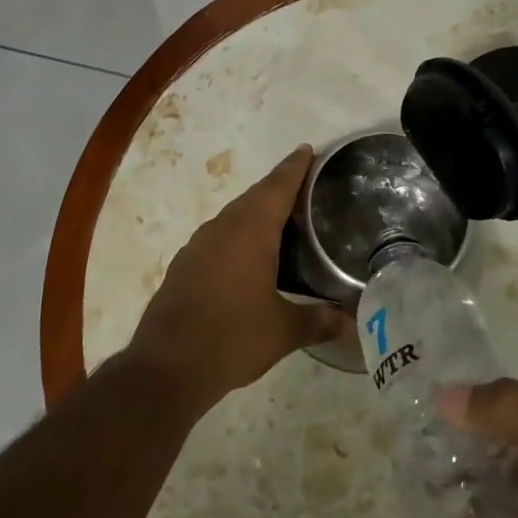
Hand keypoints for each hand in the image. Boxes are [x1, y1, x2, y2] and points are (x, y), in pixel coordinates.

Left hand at [127, 146, 352, 411]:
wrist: (166, 366)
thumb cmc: (231, 339)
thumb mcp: (283, 331)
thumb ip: (319, 321)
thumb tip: (351, 322)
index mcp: (250, 231)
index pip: (277, 186)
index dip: (295, 167)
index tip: (308, 150)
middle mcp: (222, 228)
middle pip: (255, 197)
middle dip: (279, 188)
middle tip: (307, 190)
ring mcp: (198, 245)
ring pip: (234, 216)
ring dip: (258, 213)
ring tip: (284, 223)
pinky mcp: (184, 265)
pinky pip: (219, 236)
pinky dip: (239, 235)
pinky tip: (250, 257)